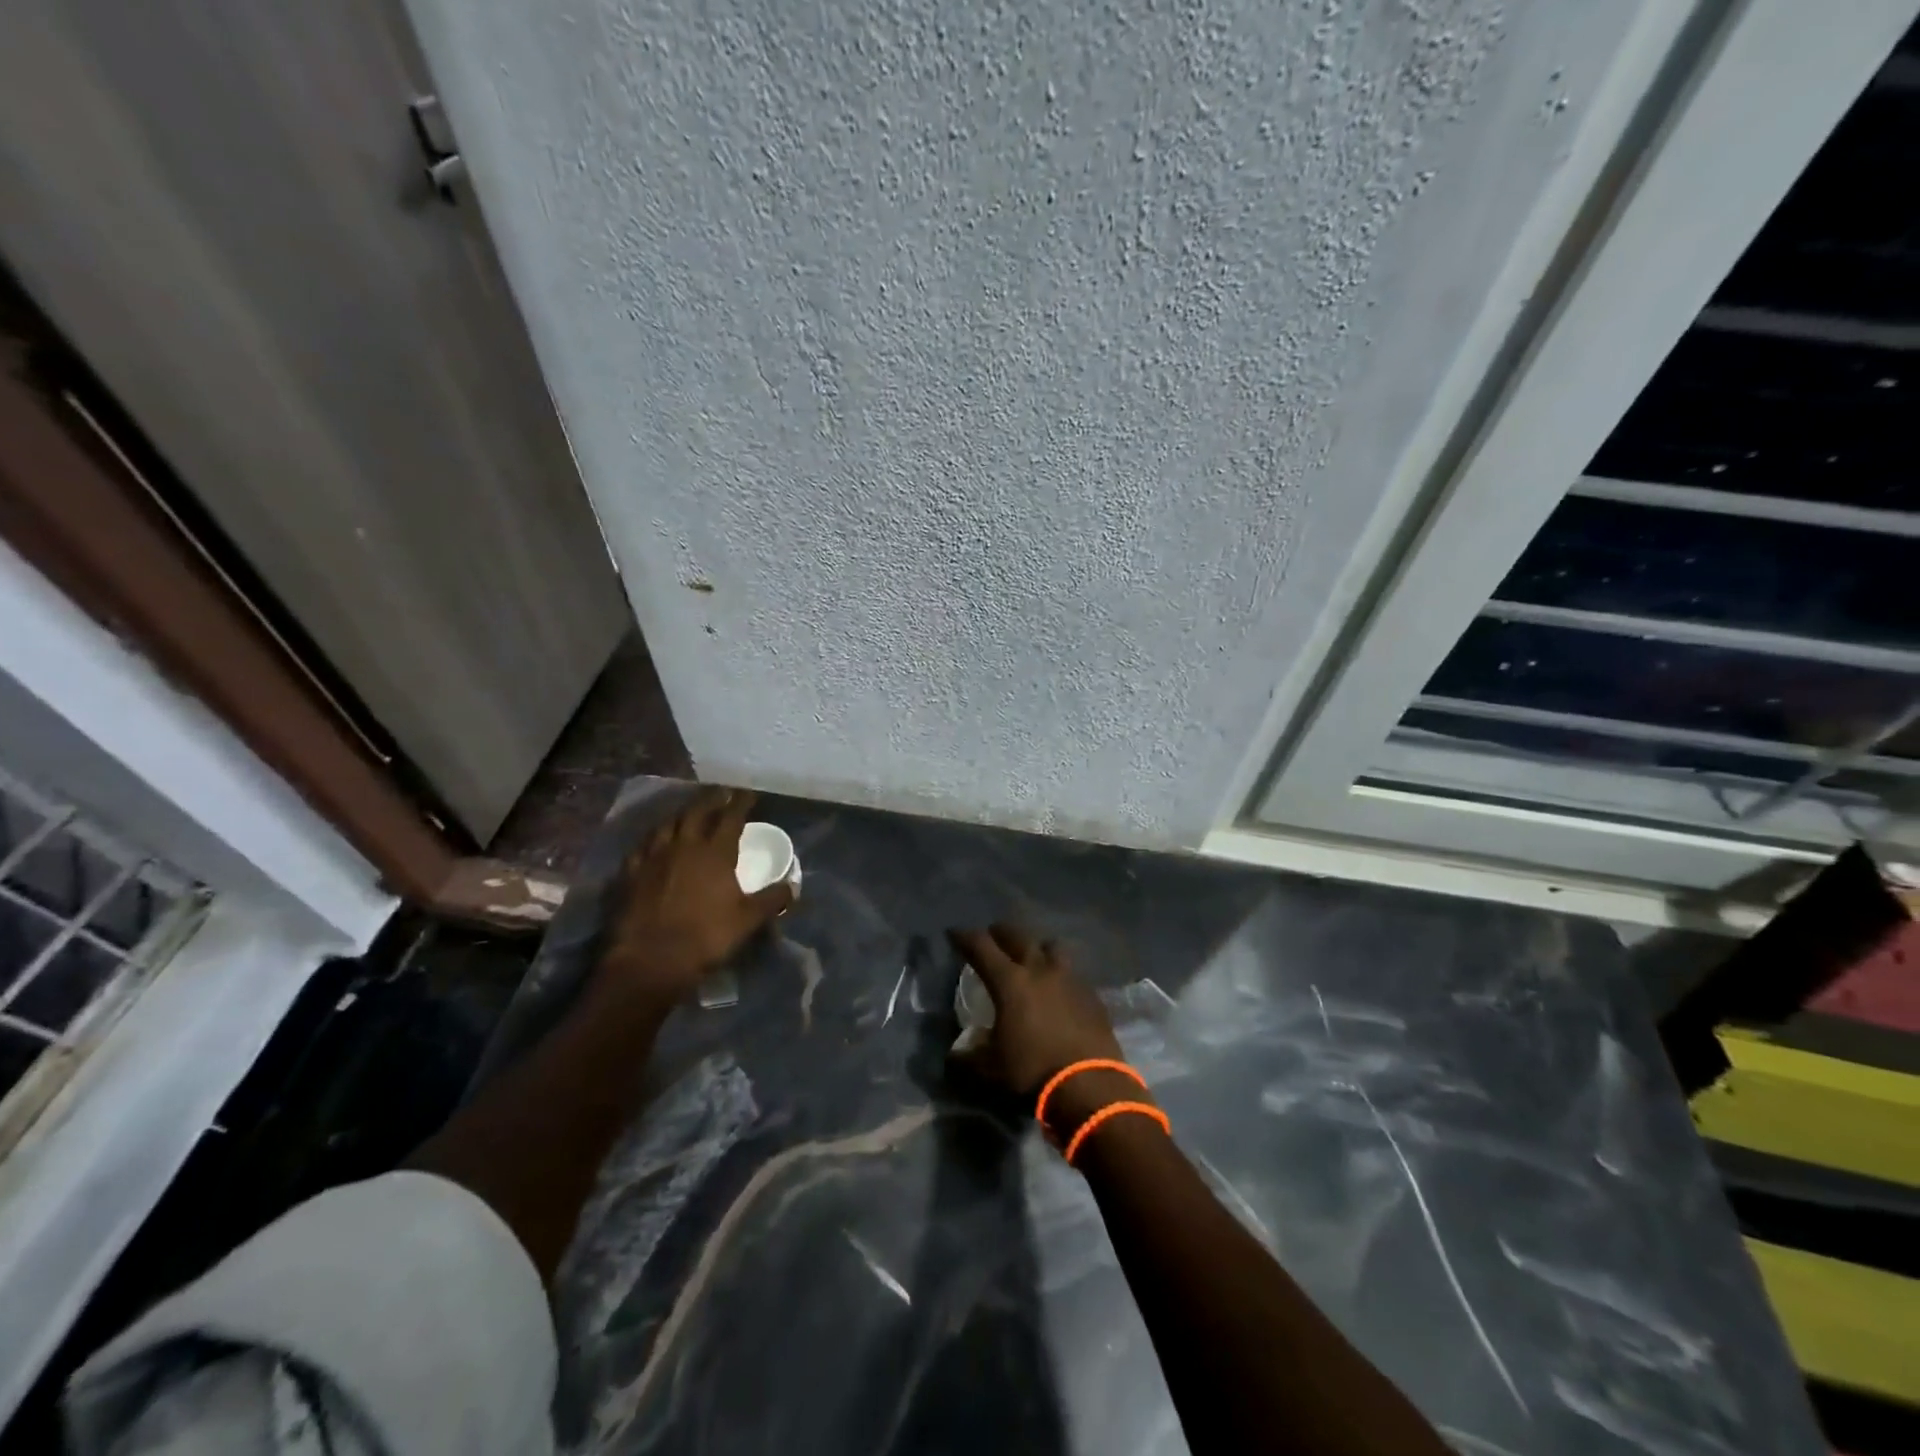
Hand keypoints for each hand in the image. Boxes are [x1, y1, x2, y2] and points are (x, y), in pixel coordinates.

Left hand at [595, 788, 792, 1009]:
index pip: (731, 818)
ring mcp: (653, 858)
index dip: (741, 803)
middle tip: (720, 792)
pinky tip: (654, 841)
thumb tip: (794, 886)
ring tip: (689, 811)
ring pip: (667, 824)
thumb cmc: (705, 938)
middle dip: (711, 800)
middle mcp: (683, 846)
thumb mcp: (748, 920)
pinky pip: (642, 846)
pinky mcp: (630, 874)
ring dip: (681, 814)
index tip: (748, 793)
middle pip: (697, 812)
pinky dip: (653, 838)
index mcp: (715, 853)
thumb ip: (772, 899)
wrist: (649, 961)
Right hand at [945, 923, 1126, 1114]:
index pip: (981, 946)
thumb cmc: (1033, 1071)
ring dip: (1037, 946)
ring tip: (1031, 957)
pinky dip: (1060, 973)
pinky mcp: (1091, 994)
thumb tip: (954, 1054)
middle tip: (992, 937)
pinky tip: (1058, 988)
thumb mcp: (990, 1068)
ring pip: (1051, 946)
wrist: (1089, 1085)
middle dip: (1000, 933)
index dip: (965, 937)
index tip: (954, 933)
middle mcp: (1039, 969)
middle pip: (1017, 936)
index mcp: (1009, 981)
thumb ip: (968, 1057)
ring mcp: (1069, 978)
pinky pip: (1072, 972)